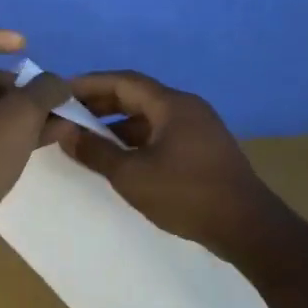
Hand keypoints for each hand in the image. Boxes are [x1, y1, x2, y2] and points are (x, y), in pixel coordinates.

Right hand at [55, 69, 284, 255]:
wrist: (246, 226)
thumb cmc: (185, 194)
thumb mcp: (132, 175)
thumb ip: (95, 152)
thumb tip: (64, 133)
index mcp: (172, 104)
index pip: (124, 81)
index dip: (90, 84)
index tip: (61, 91)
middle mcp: (187, 108)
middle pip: (138, 96)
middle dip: (101, 103)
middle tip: (68, 113)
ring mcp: (199, 128)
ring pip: (150, 117)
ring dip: (118, 124)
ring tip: (88, 138)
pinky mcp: (204, 149)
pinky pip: (163, 133)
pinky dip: (137, 139)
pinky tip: (121, 157)